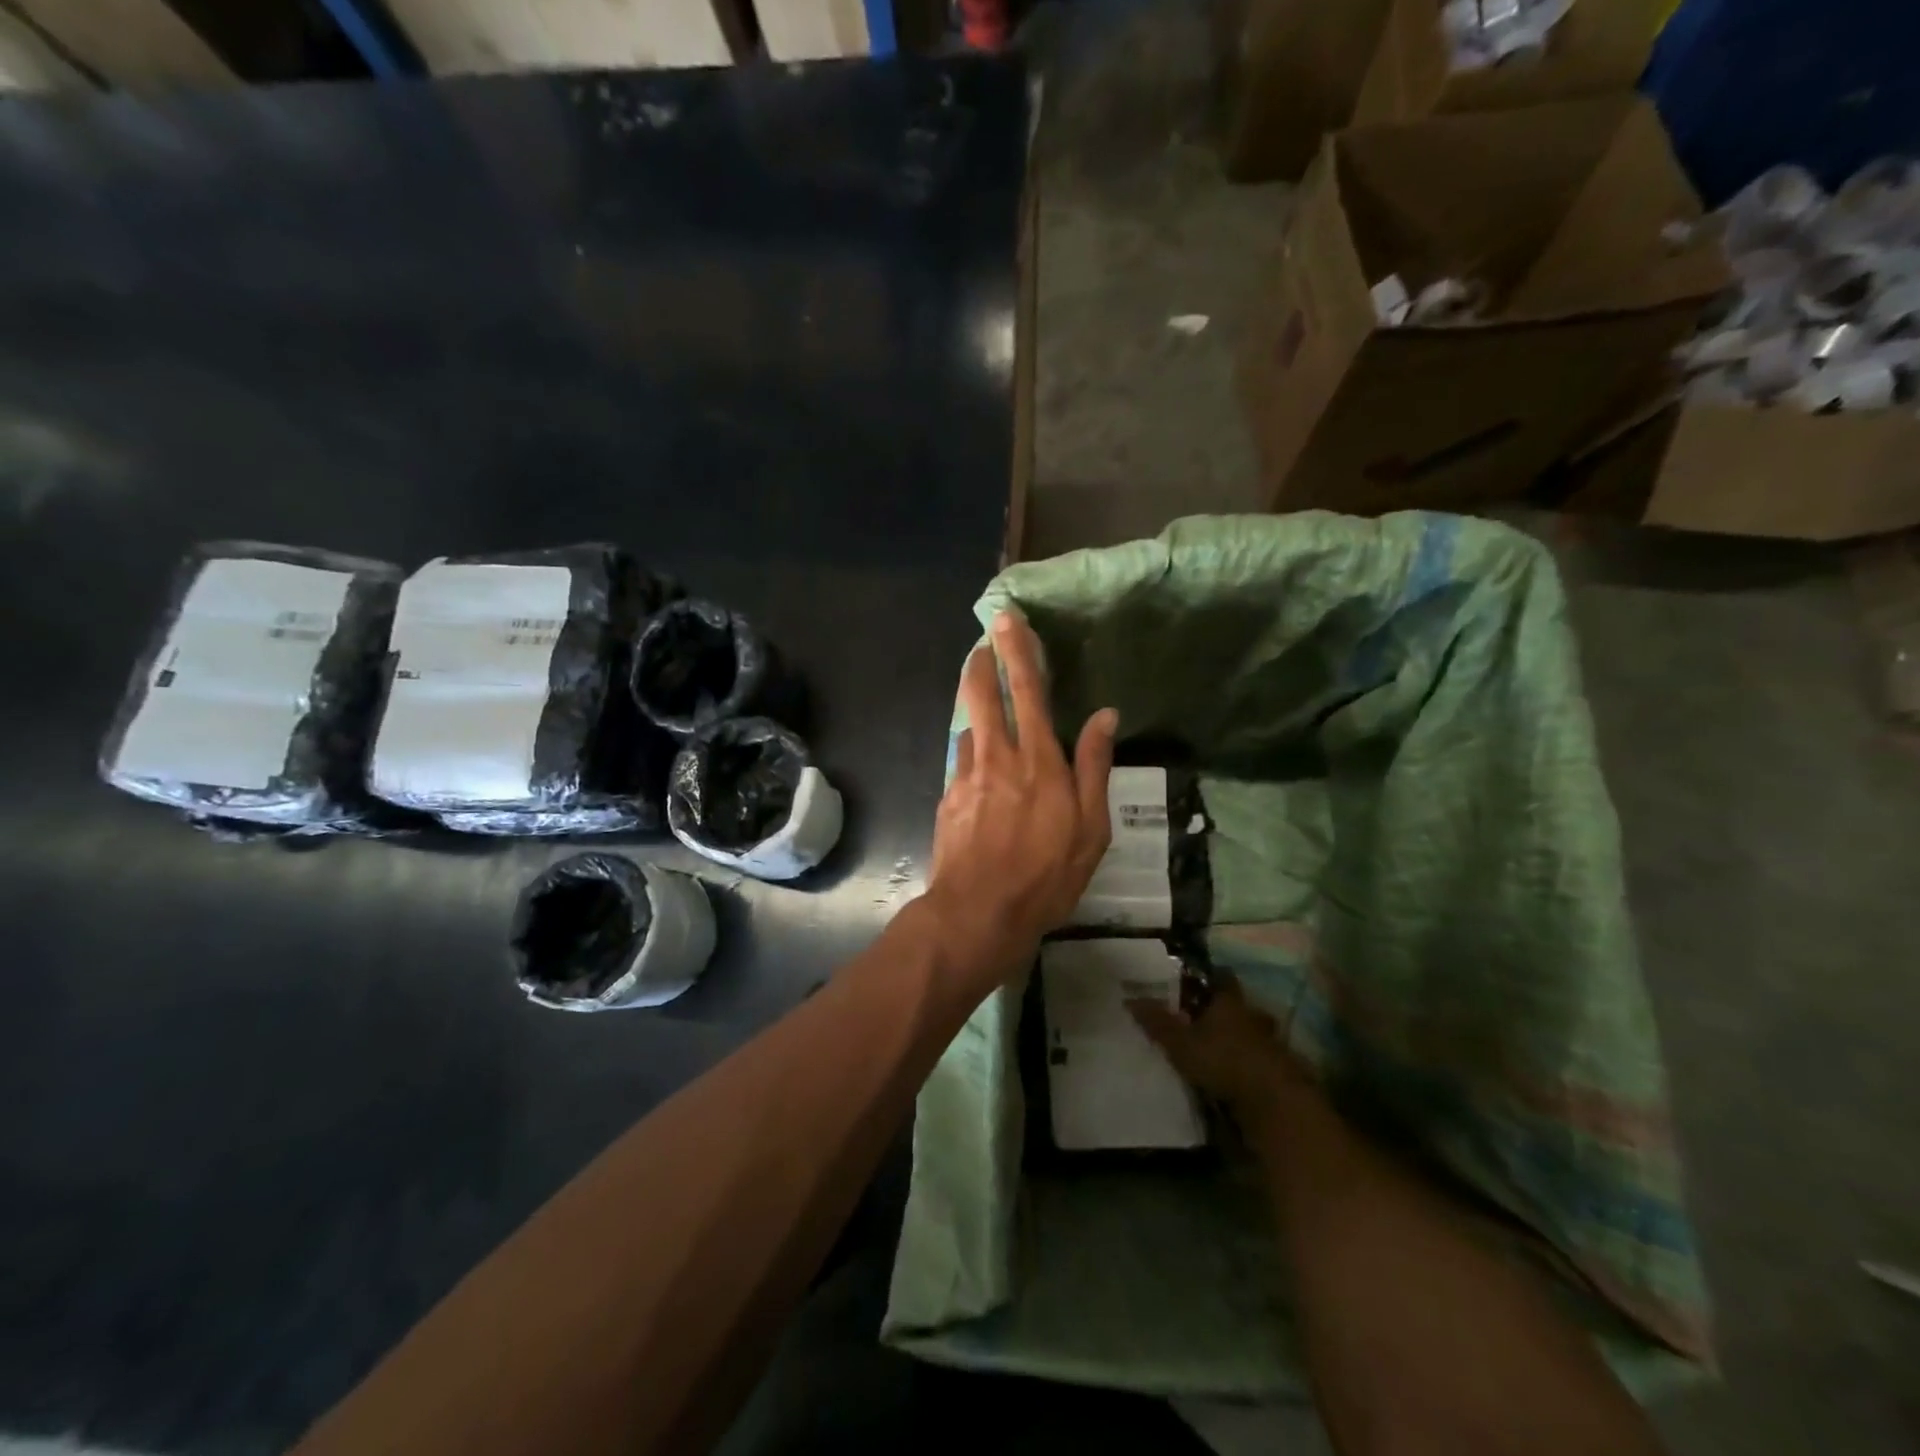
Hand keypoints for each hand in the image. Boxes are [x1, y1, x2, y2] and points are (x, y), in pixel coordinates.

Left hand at [923, 610, 1117, 985]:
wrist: (979, 913)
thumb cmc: (1047, 875)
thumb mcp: (1090, 828)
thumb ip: (1095, 766)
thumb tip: (1105, 715)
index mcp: (1039, 761)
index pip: (1029, 692)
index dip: (1018, 652)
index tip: (1008, 620)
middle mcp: (998, 758)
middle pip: (984, 695)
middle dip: (982, 662)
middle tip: (983, 642)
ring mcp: (966, 777)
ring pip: (969, 727)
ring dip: (976, 709)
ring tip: (986, 708)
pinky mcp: (948, 799)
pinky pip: (961, 763)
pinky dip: (972, 754)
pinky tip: (979, 770)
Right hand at [1128, 974, 1304, 1118]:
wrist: (1274, 1101)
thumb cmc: (1223, 1060)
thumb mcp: (1181, 1044)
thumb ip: (1157, 1023)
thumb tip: (1130, 999)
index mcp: (1228, 1001)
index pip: (1222, 978)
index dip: (1210, 978)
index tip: (1195, 982)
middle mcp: (1252, 1015)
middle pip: (1238, 1005)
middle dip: (1223, 1010)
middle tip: (1202, 1017)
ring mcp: (1271, 1041)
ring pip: (1251, 1031)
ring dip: (1238, 1037)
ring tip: (1218, 1047)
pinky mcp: (1281, 1068)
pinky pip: (1261, 1056)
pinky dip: (1249, 1060)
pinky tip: (1235, 1071)